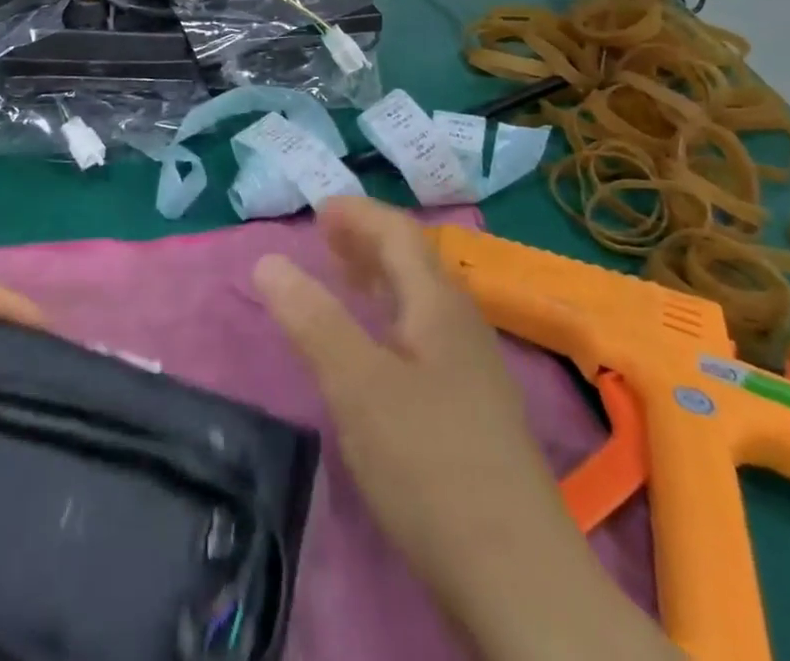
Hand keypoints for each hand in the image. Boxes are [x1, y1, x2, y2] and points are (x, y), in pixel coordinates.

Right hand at [253, 200, 674, 660]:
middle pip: (413, 262)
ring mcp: (474, 370)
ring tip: (344, 281)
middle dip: (368, 241)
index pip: (399, 233)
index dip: (359, 214)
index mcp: (439, 305)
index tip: (319, 208)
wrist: (521, 581)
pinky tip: (377, 352)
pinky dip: (391, 319)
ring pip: (421, 301)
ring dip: (380, 280)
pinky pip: (425, 336)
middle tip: (325, 238)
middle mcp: (462, 325)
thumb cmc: (430, 466)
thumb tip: (268, 260)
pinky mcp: (475, 411)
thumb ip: (312, 319)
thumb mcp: (357, 386)